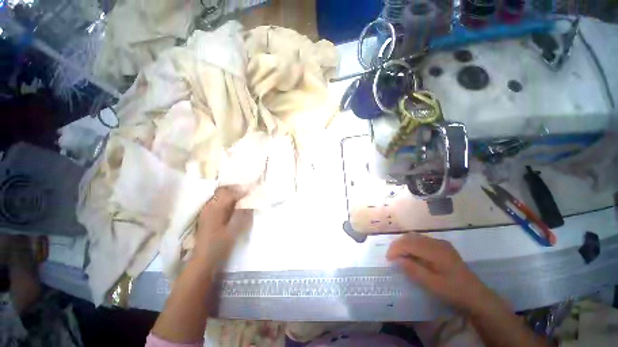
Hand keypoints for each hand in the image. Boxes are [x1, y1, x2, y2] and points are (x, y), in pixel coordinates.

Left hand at [193, 186, 249, 264]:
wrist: (203, 260)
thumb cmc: (219, 245)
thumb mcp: (233, 230)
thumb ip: (242, 214)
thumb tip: (249, 201)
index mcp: (215, 209)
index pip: (230, 193)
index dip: (242, 191)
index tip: (253, 191)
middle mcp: (209, 206)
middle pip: (223, 191)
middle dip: (236, 190)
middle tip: (248, 192)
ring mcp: (207, 211)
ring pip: (220, 196)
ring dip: (232, 194)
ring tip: (243, 198)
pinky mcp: (207, 216)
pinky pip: (218, 202)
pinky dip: (227, 201)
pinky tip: (234, 206)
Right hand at [387, 233, 500, 314]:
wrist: (476, 295)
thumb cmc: (454, 291)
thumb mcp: (432, 284)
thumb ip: (413, 270)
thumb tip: (397, 259)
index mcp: (435, 251)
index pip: (409, 243)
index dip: (396, 249)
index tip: (388, 259)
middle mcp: (437, 242)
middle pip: (410, 237)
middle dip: (397, 245)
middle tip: (391, 257)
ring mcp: (440, 243)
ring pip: (415, 237)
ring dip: (404, 244)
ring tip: (398, 255)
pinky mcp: (442, 246)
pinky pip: (421, 240)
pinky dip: (411, 245)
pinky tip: (411, 254)